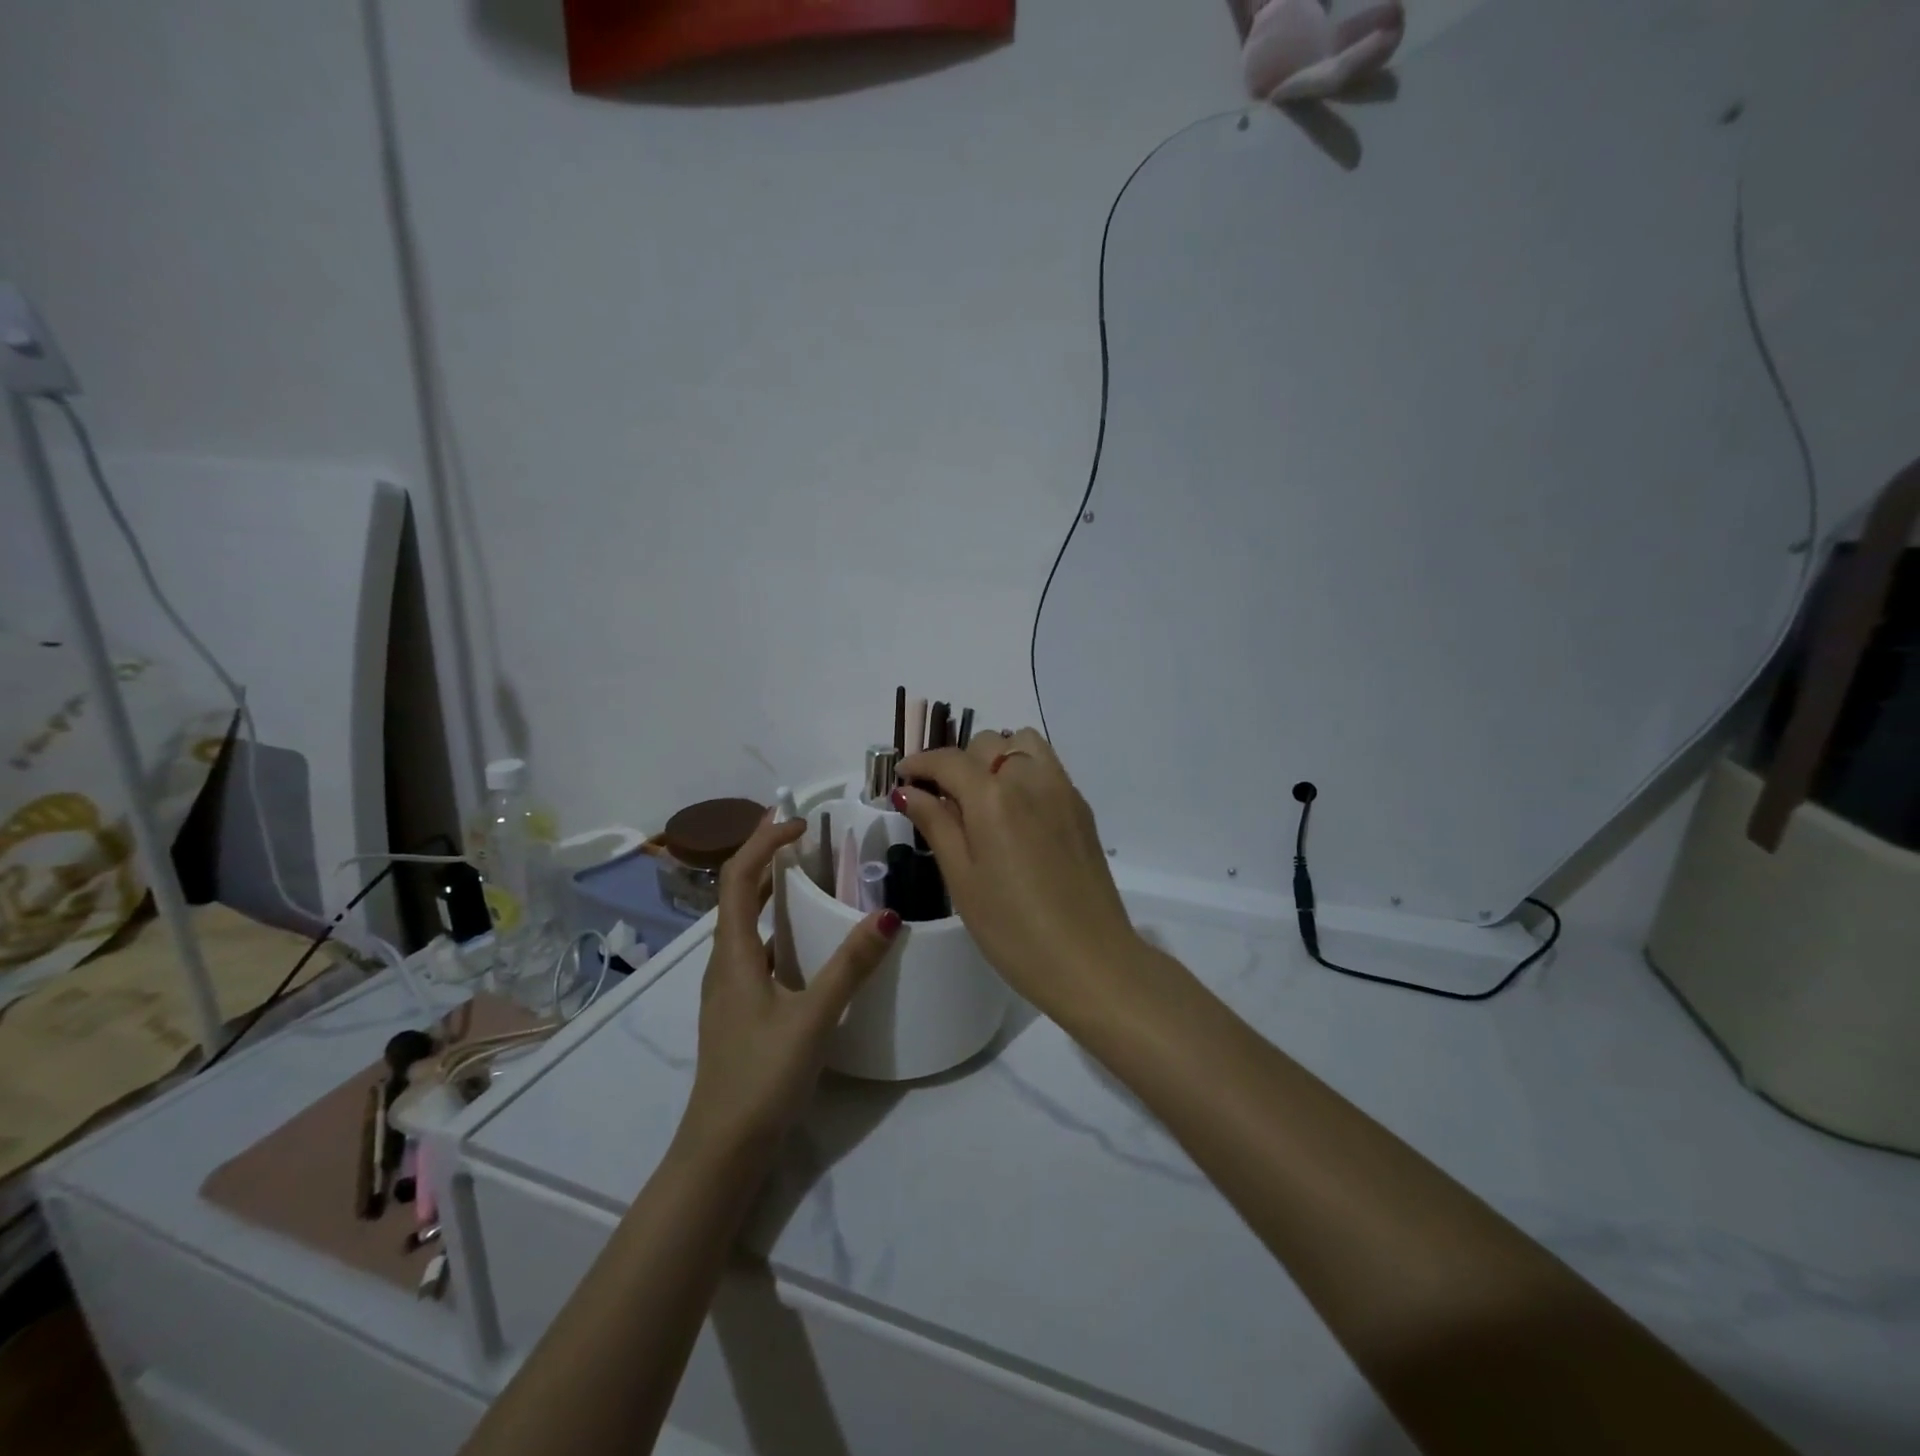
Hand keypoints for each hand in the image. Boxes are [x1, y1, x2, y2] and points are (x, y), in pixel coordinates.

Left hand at [678, 814, 899, 1159]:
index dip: (763, 842)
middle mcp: (723, 963)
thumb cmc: (762, 1077)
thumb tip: (888, 916)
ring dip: (771, 892)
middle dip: (766, 858)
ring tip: (810, 877)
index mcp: (733, 955)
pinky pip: (756, 950)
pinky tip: (808, 943)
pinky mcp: (740, 1010)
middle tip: (806, 838)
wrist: (723, 1149)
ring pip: (746, 924)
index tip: (800, 823)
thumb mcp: (813, 1018)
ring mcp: (729, 988)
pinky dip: (778, 928)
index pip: (738, 878)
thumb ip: (850, 966)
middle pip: (737, 894)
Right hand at [892, 730, 1140, 1017]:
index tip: (902, 778)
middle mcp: (1030, 778)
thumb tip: (909, 791)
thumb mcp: (962, 880)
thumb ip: (936, 825)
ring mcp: (1062, 790)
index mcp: (993, 796)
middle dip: (959, 762)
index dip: (920, 764)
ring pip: (1024, 745)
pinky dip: (1024, 772)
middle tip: (944, 801)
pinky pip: (1047, 767)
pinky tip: (1016, 815)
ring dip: (997, 758)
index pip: (948, 760)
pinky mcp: (1081, 808)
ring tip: (983, 799)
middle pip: (988, 743)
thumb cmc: (1013, 928)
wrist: (1090, 960)